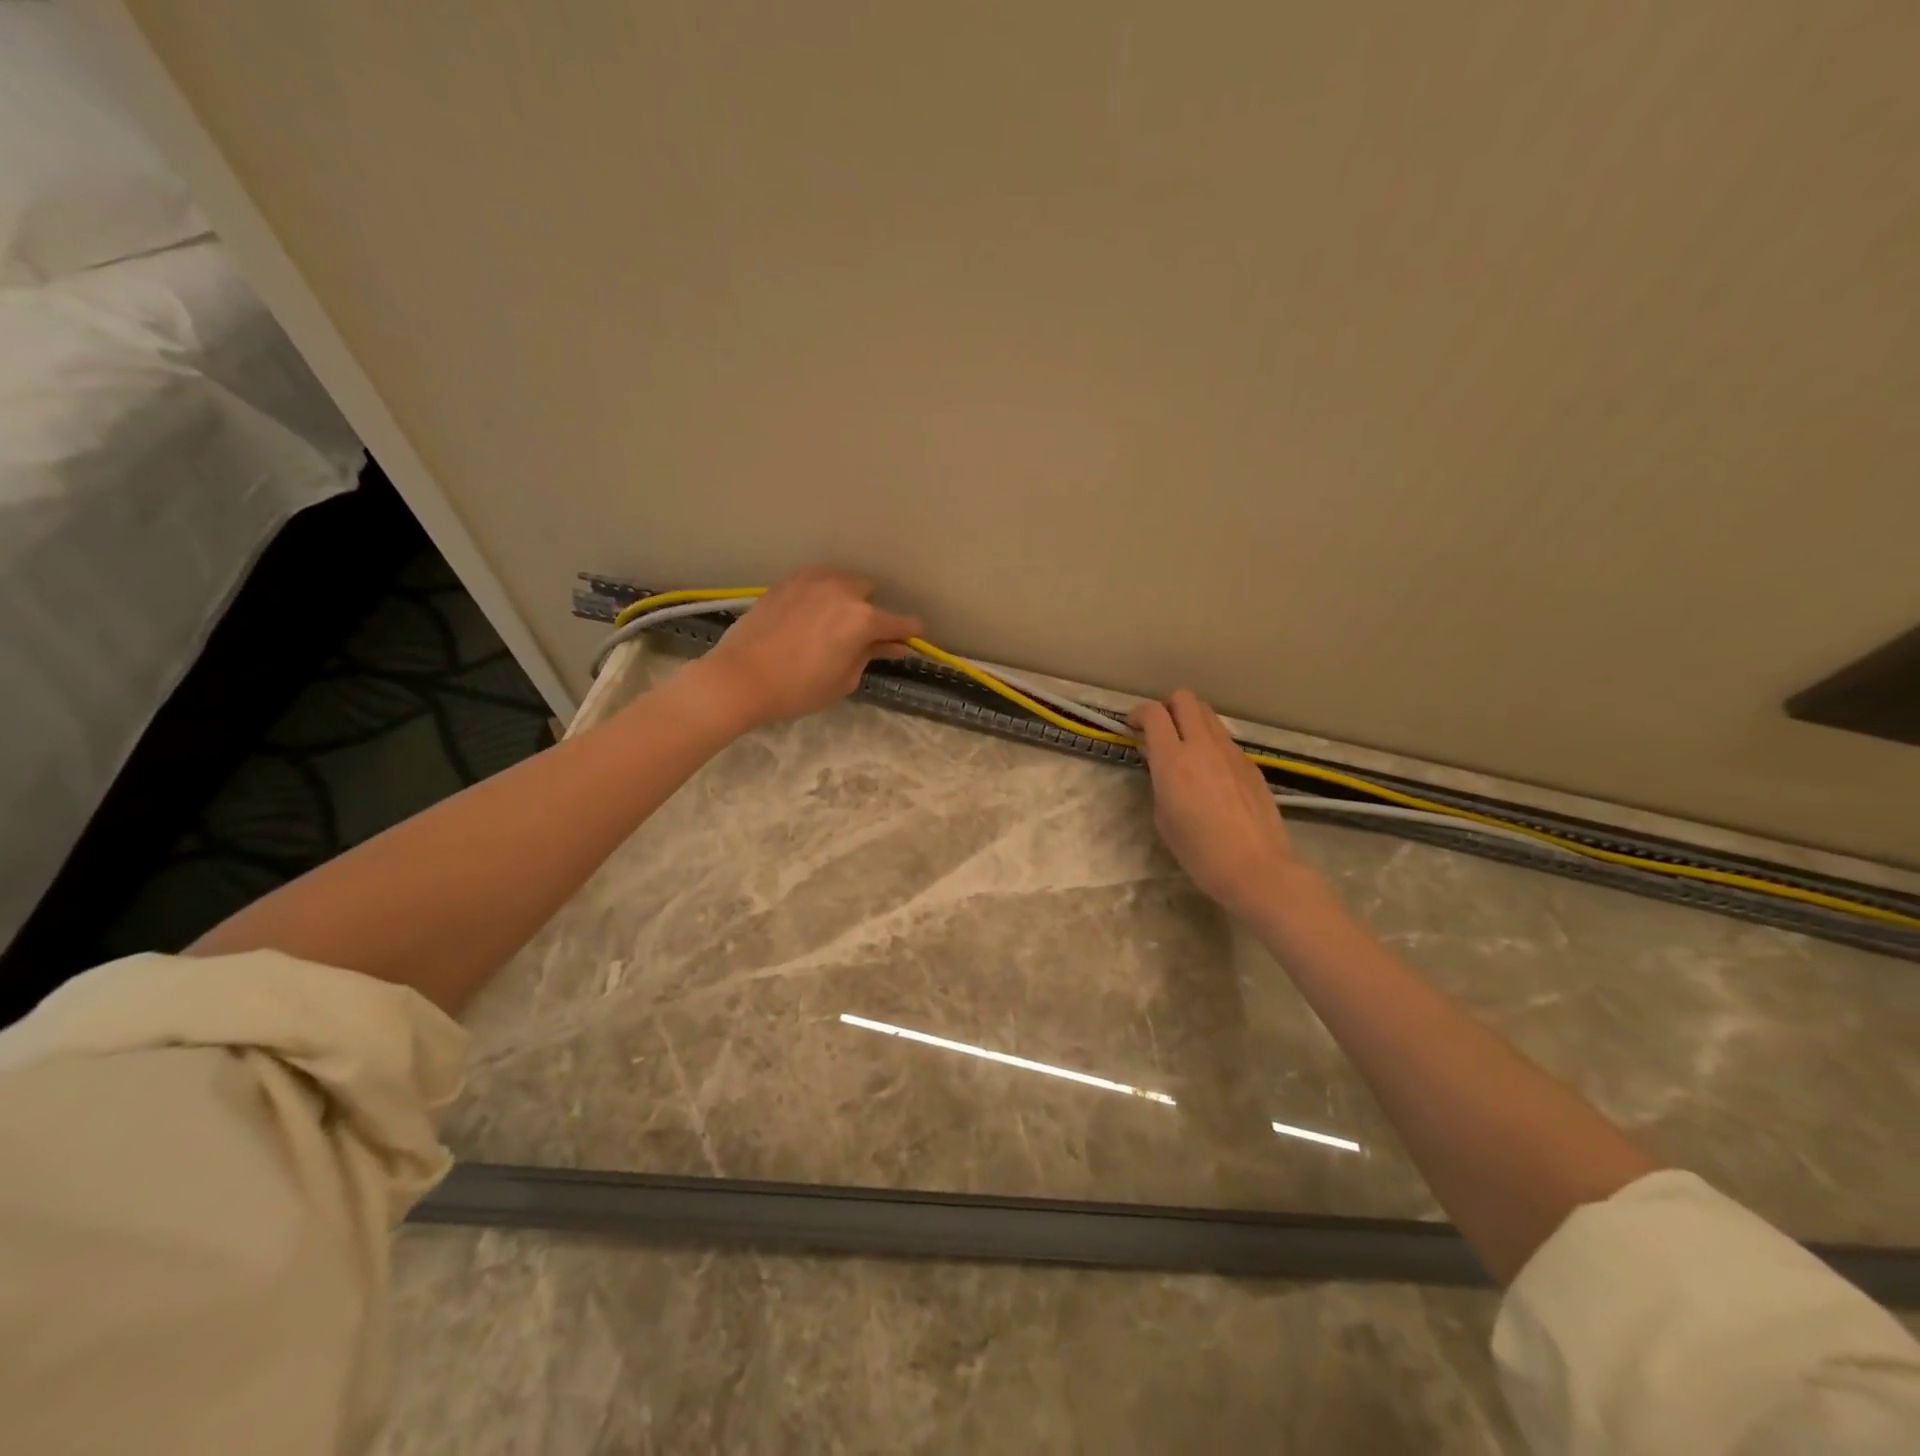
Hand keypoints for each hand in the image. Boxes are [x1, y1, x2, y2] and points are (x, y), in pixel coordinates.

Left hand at [688, 566, 921, 729]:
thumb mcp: (843, 680)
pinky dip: (821, 593)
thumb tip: (892, 646)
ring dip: (846, 598)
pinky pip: (817, 580)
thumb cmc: (797, 689)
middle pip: (870, 593)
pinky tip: (809, 614)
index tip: (909, 642)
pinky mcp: (787, 581)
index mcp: (862, 619)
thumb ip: (870, 656)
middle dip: (870, 612)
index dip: (909, 634)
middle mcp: (842, 590)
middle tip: (857, 638)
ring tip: (831, 622)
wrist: (739, 678)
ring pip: (842, 580)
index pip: (901, 622)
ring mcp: (812, 581)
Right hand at [1130, 690, 1303, 918]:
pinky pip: (1224, 738)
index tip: (1132, 727)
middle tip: (1159, 730)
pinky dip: (1210, 742)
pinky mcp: (1250, 764)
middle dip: (1167, 706)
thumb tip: (1161, 763)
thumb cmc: (1200, 852)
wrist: (1256, 868)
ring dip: (1190, 720)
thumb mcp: (1163, 817)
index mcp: (1173, 760)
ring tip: (1184, 747)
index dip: (1138, 713)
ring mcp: (1231, 752)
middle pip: (1185, 698)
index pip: (1154, 713)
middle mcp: (1203, 746)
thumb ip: (1159, 781)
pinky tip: (1210, 772)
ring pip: (1208, 714)